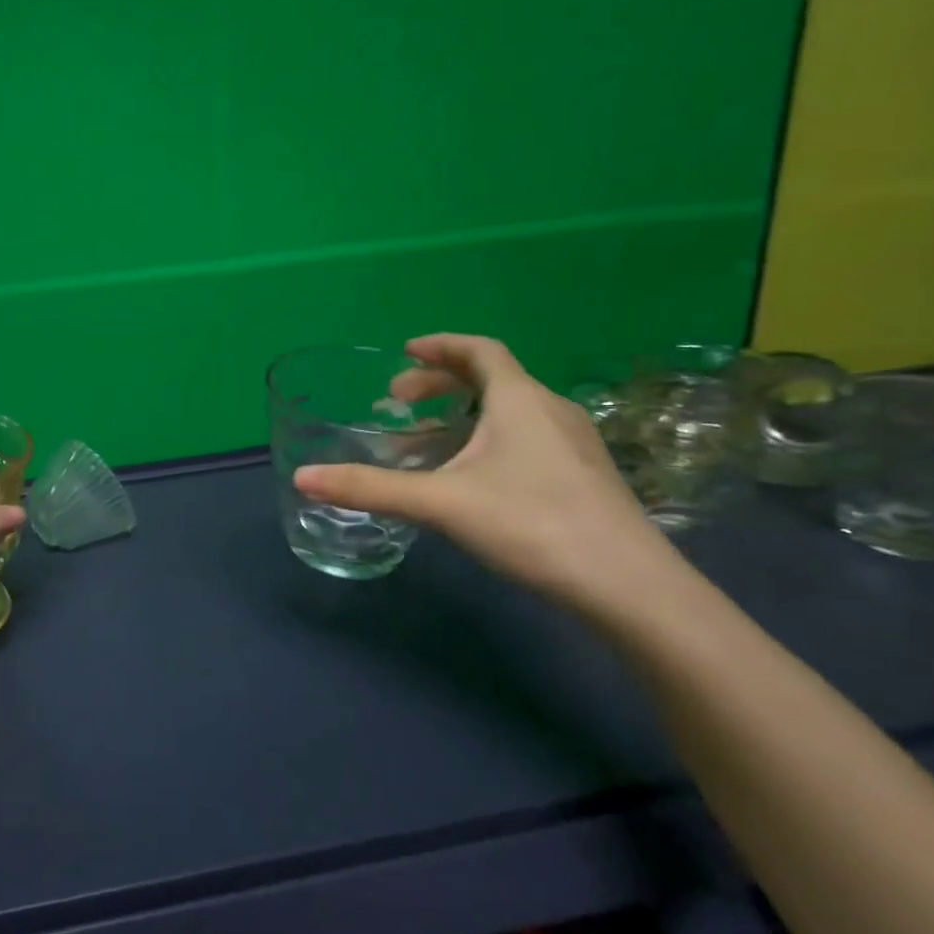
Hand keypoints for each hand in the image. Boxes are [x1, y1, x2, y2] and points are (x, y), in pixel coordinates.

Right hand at [294, 334, 687, 622]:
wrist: (630, 587)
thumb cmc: (531, 524)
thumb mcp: (440, 502)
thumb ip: (370, 488)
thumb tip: (302, 478)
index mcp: (519, 399)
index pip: (479, 350)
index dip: (440, 347)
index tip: (404, 353)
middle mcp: (550, 410)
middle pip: (491, 379)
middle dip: (439, 386)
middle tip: (397, 405)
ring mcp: (573, 444)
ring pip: (508, 412)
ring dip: (461, 417)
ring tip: (423, 443)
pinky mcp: (584, 476)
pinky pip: (524, 437)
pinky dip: (486, 440)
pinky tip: (469, 478)